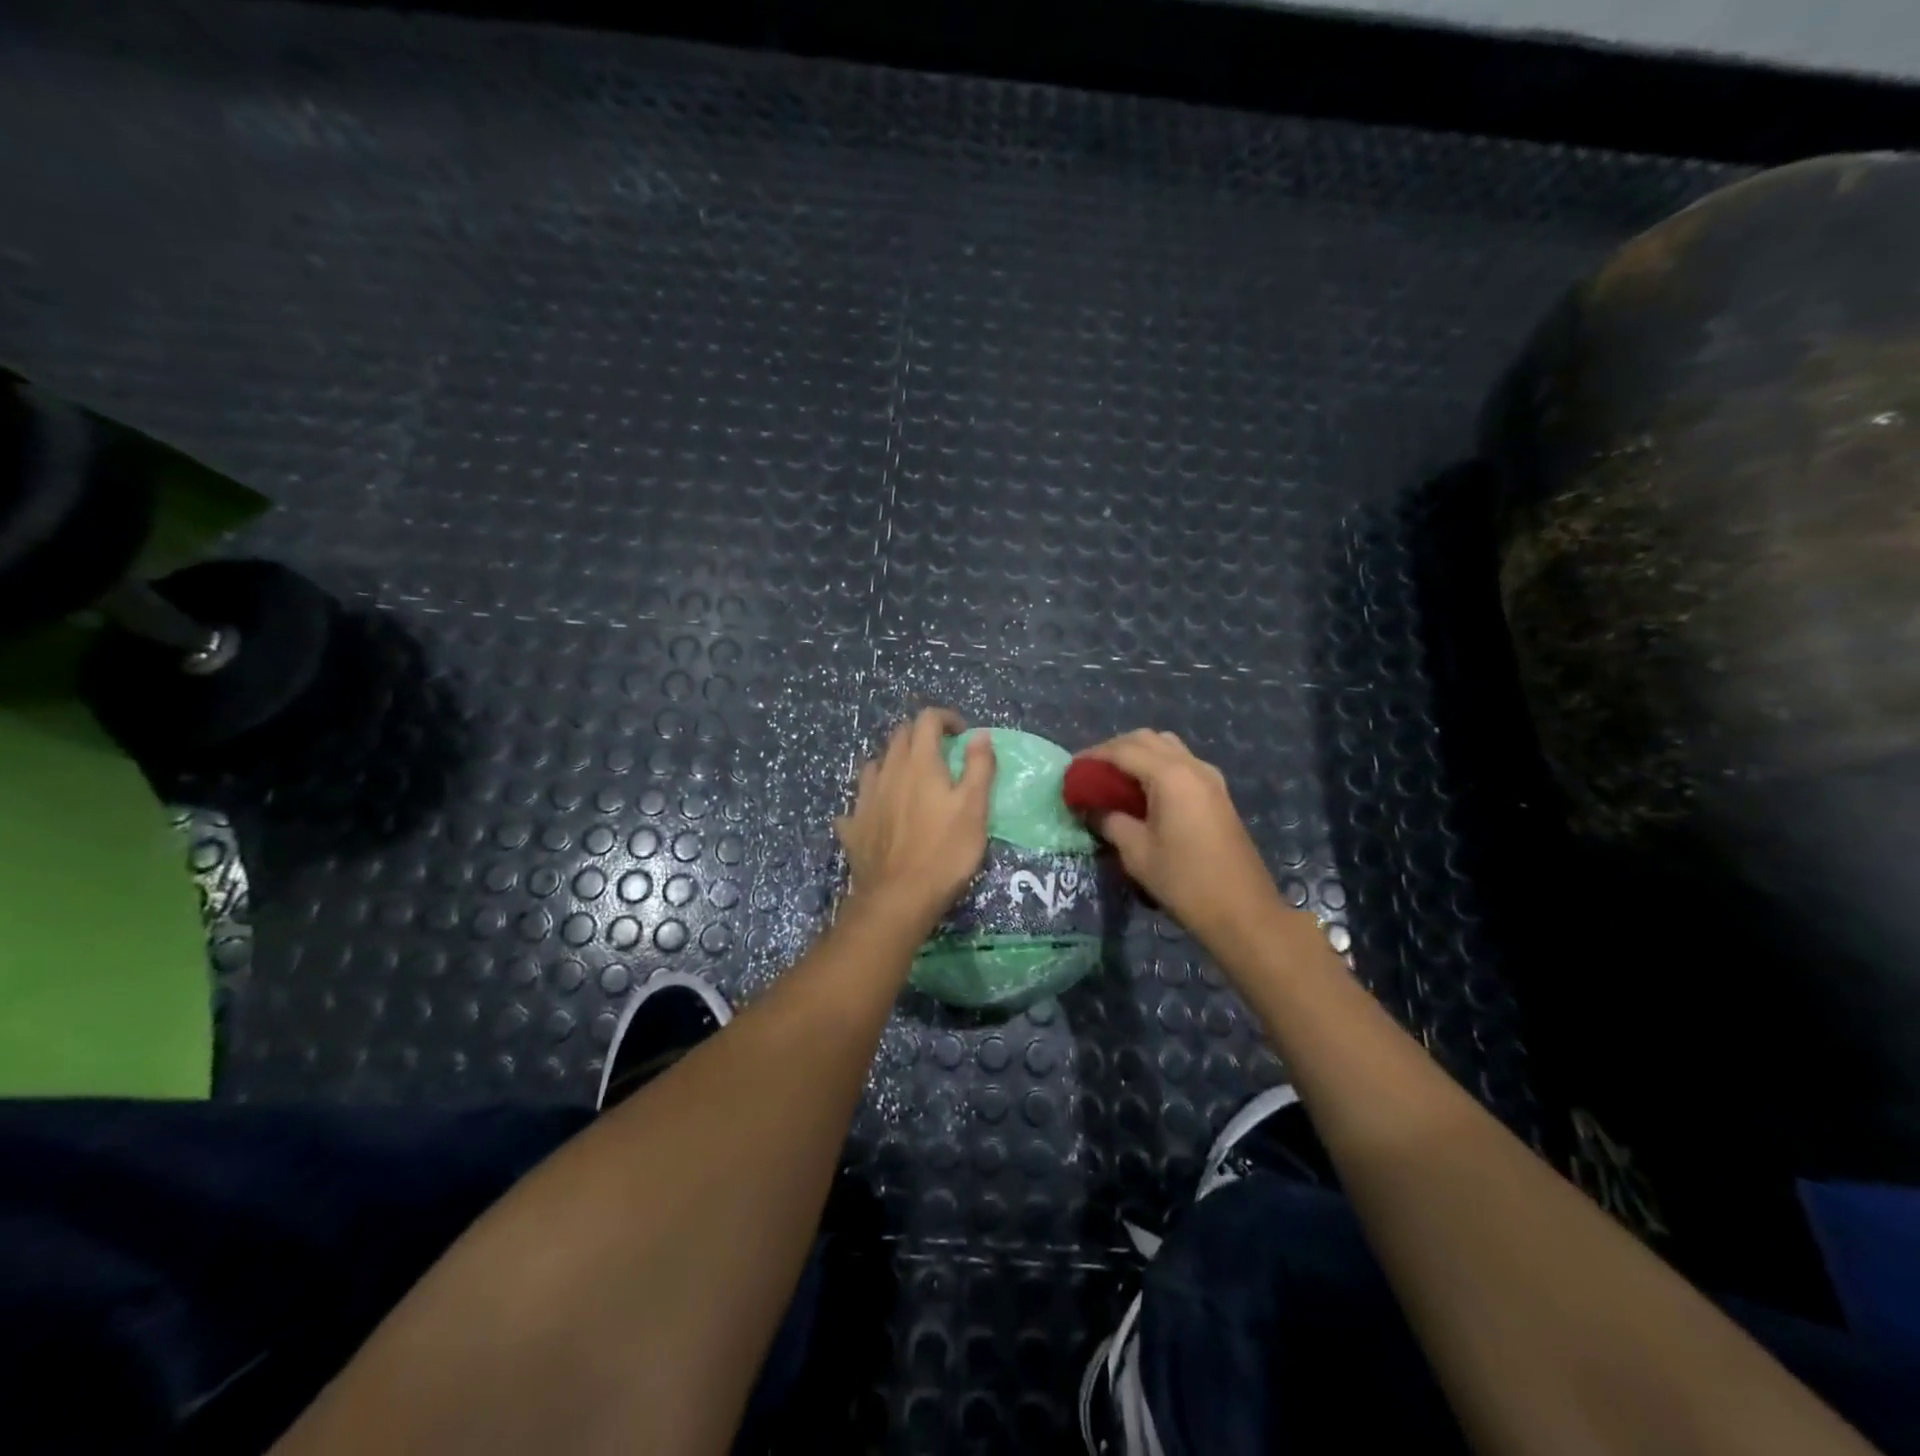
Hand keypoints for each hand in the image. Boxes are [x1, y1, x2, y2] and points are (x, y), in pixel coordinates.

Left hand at [836, 708, 995, 934]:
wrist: (897, 898)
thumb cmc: (944, 851)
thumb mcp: (975, 808)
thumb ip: (979, 767)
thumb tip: (979, 734)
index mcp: (919, 762)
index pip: (927, 720)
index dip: (946, 718)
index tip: (962, 734)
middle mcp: (887, 772)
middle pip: (899, 736)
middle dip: (920, 736)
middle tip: (941, 754)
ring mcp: (865, 798)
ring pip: (875, 765)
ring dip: (894, 763)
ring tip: (909, 780)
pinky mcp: (853, 826)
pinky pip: (858, 802)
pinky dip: (871, 799)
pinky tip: (878, 813)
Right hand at [1079, 730, 1287, 948]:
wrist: (1242, 911)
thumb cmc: (1184, 881)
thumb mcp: (1136, 852)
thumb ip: (1109, 821)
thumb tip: (1089, 807)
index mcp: (1170, 776)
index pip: (1123, 750)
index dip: (1092, 757)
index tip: (1070, 771)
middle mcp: (1192, 766)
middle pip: (1146, 739)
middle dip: (1114, 749)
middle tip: (1090, 773)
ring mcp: (1209, 778)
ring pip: (1167, 747)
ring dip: (1138, 755)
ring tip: (1114, 780)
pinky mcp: (1217, 793)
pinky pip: (1181, 764)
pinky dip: (1157, 766)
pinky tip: (1142, 792)